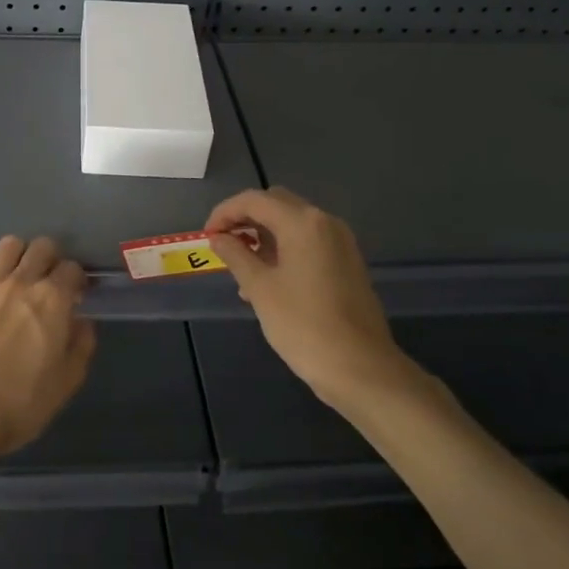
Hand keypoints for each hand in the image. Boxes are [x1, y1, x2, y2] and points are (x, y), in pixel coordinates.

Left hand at [0, 236, 96, 461]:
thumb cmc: (21, 402)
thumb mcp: (66, 382)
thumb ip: (81, 345)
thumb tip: (82, 322)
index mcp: (53, 299)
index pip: (72, 268)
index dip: (78, 280)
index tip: (77, 295)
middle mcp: (22, 281)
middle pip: (42, 246)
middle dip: (51, 259)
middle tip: (49, 282)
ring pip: (9, 245)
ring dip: (18, 256)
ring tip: (18, 277)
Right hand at [206, 188, 419, 413]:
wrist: (361, 368)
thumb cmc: (303, 325)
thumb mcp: (260, 288)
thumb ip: (236, 255)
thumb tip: (218, 237)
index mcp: (303, 222)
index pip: (254, 200)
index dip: (224, 212)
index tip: (207, 235)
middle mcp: (325, 222)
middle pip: (276, 205)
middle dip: (245, 219)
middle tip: (223, 244)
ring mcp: (340, 243)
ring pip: (292, 224)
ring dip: (264, 236)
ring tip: (241, 270)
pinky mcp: (347, 263)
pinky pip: (308, 243)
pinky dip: (284, 250)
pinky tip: (268, 282)